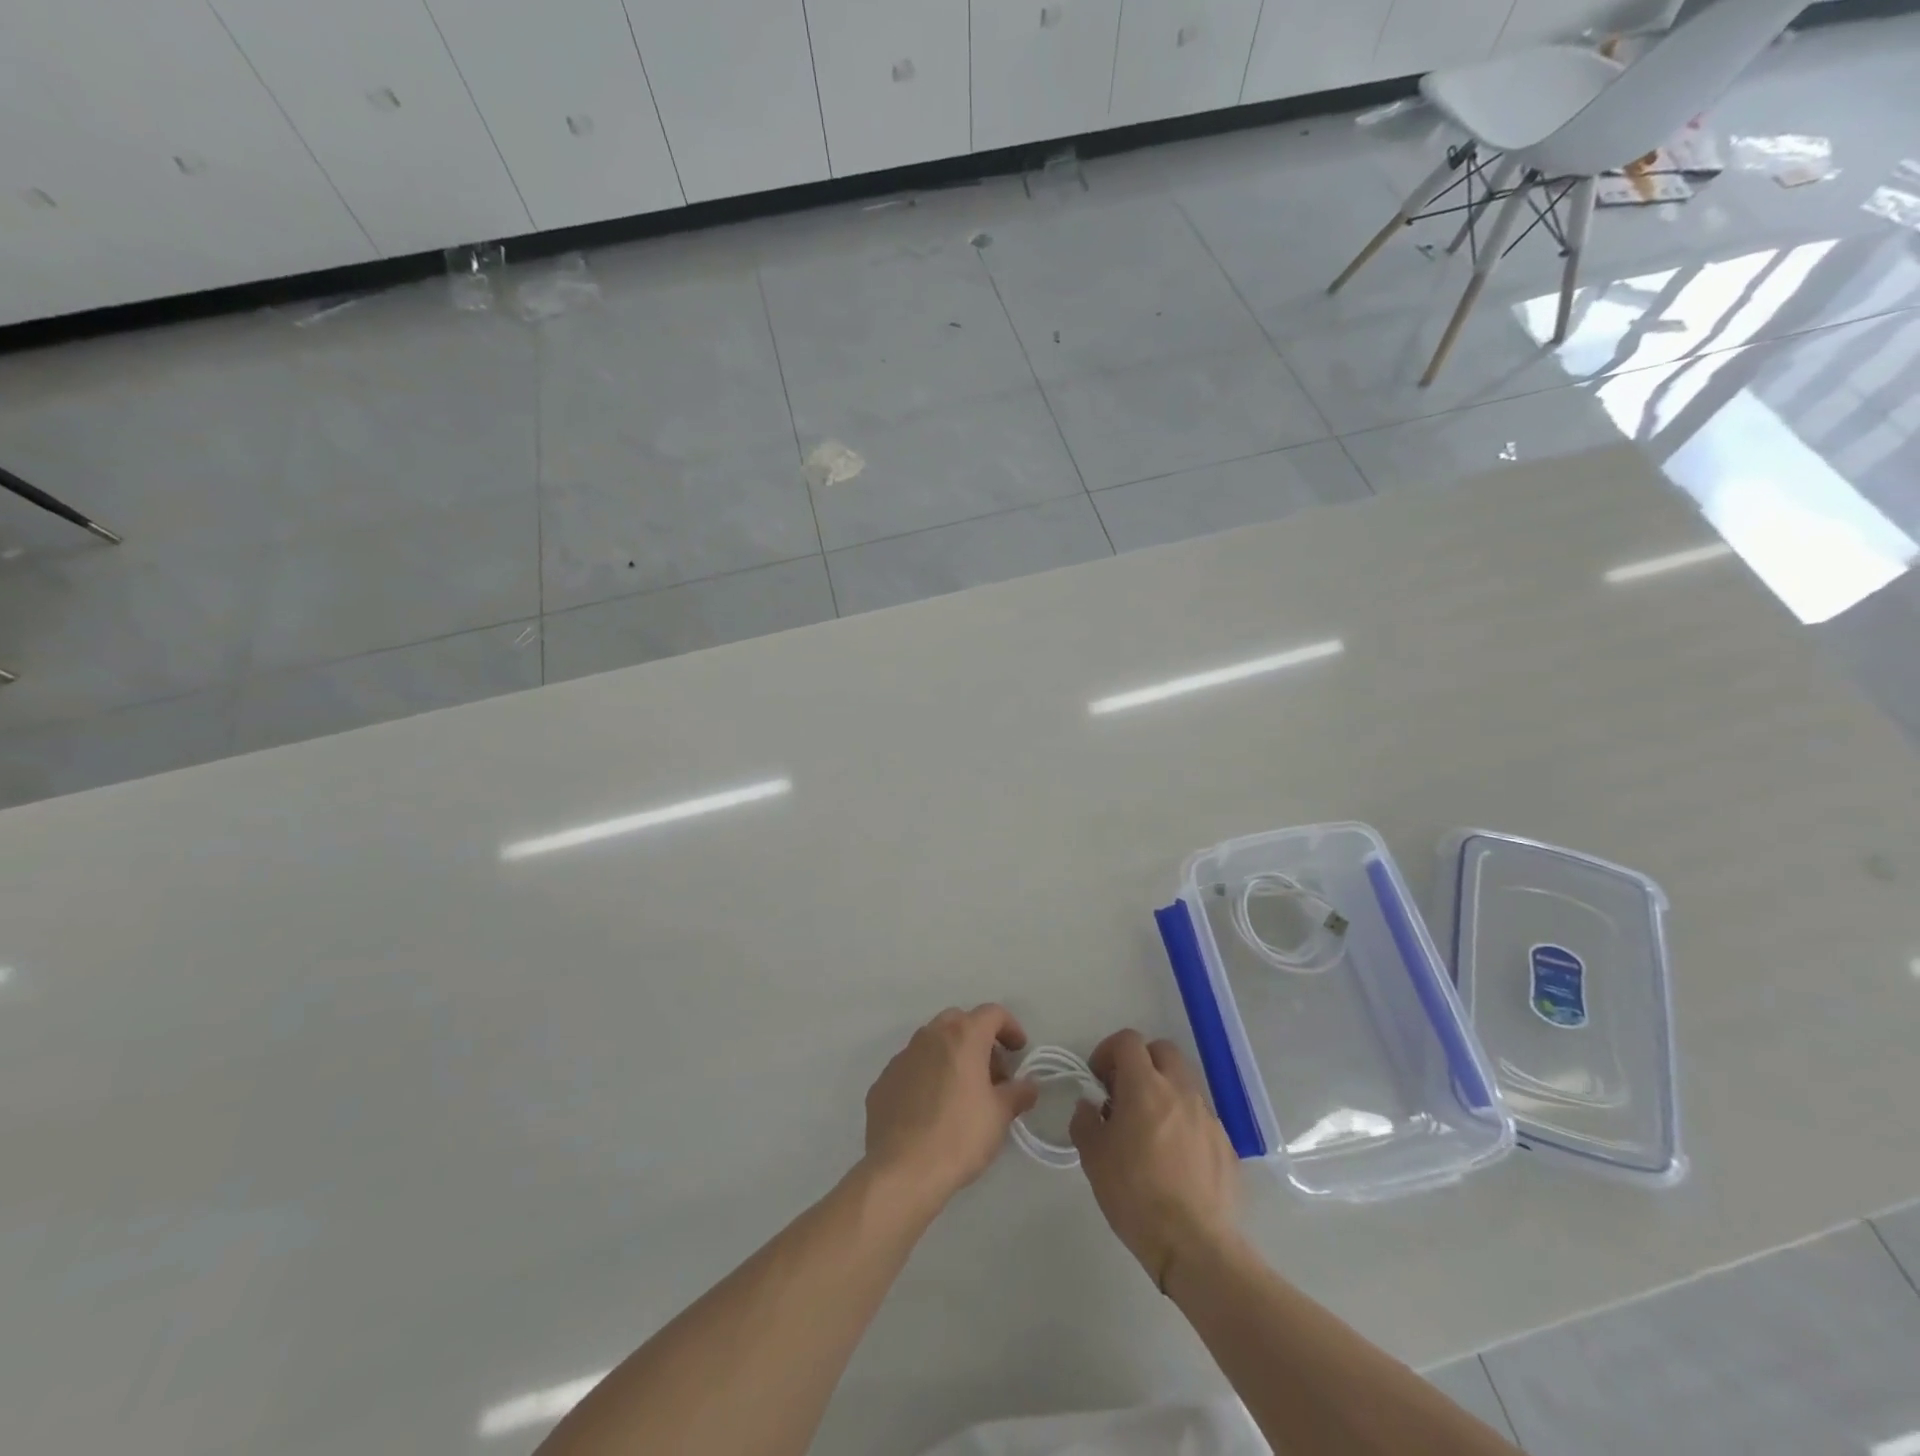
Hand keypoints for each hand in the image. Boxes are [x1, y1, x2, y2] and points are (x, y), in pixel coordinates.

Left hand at [863, 1004, 1039, 1212]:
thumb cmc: (959, 1136)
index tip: (1019, 1052)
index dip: (1010, 1027)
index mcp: (962, 1036)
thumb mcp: (999, 1116)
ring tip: (963, 1093)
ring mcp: (902, 1056)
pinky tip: (932, 1108)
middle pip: (960, 1022)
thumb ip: (1018, 1093)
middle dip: (979, 1040)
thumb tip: (1028, 1085)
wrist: (901, 1169)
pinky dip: (928, 1076)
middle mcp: (930, 1036)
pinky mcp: (884, 1080)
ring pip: (933, 1042)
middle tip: (992, 1073)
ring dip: (952, 1056)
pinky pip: (913, 1067)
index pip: (992, 1013)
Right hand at [1070, 1029, 1240, 1291]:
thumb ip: (1085, 1122)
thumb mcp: (1093, 1158)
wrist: (1195, 1246)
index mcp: (1146, 1087)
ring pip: (1184, 1081)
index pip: (1128, 1041)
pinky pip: (1200, 1115)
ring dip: (1163, 1090)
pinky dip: (1183, 1120)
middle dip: (1141, 1062)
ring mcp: (1208, 1116)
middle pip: (1162, 1050)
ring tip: (1148, 1127)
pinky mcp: (1225, 1143)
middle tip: (1124, 1094)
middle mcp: (1181, 1090)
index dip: (1108, 1052)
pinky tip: (1173, 1157)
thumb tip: (1089, 1106)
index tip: (1098, 1080)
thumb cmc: (1136, 1196)